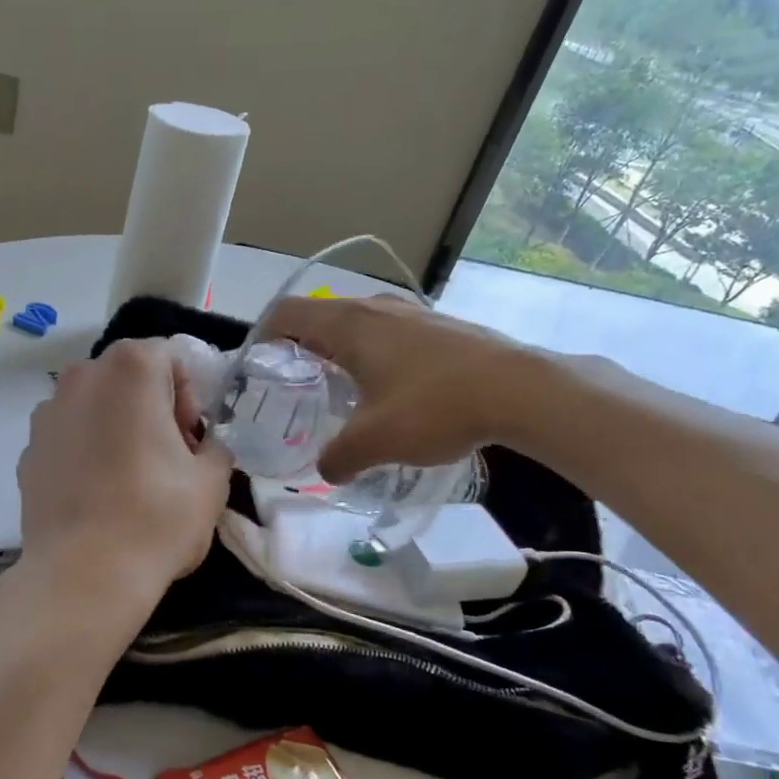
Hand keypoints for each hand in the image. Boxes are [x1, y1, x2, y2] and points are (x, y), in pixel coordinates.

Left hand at [16, 338, 233, 602]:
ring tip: (130, 479)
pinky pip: (69, 436)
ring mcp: (47, 414)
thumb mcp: (212, 481)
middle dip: (153, 407)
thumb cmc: (156, 518)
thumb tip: (202, 447)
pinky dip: (86, 451)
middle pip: (129, 377)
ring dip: (117, 426)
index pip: (170, 358)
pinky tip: (98, 496)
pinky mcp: (28, 451)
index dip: (188, 395)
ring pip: (96, 405)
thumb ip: (215, 447)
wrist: (82, 576)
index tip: (190, 440)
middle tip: (168, 458)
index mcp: (130, 369)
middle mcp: (81, 377)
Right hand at [259, 295, 537, 481]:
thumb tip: (325, 470)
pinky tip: (389, 389)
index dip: (262, 336)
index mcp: (347, 325)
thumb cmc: (434, 407)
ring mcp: (411, 313)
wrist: (520, 390)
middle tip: (294, 384)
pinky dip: (373, 353)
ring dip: (339, 350)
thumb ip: (338, 458)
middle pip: (319, 316)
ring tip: (340, 389)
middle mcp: (374, 308)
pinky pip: (388, 332)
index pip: (285, 313)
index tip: (258, 367)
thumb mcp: (375, 441)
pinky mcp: (439, 325)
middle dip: (299, 347)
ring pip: (357, 323)